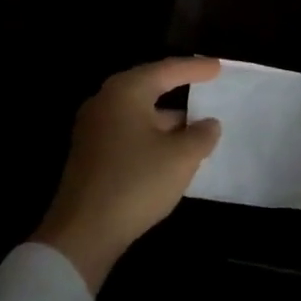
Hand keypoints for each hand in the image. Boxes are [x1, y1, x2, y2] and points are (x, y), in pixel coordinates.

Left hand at [31, 58, 222, 292]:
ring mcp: (93, 129)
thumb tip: (208, 124)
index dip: (195, 69)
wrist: (83, 233)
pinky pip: (128, 132)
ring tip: (197, 125)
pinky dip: (152, 135)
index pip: (167, 70)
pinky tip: (171, 151)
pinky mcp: (90, 154)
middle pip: (149, 87)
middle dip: (179, 89)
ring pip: (139, 113)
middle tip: (206, 86)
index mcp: (126, 92)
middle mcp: (105, 102)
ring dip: (167, 119)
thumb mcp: (181, 157)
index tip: (218, 67)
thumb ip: (201, 135)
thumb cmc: (136, 182)